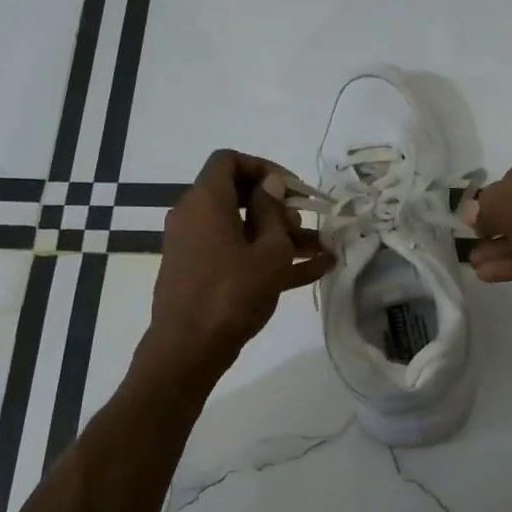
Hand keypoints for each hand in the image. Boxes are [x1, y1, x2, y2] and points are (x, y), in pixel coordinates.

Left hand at [141, 149, 334, 381]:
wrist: (188, 350)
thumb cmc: (232, 293)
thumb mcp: (269, 252)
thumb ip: (273, 212)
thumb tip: (271, 185)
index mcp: (206, 201)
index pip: (228, 161)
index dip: (264, 167)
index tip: (293, 188)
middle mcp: (194, 216)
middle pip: (239, 196)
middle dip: (279, 206)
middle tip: (306, 223)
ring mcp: (195, 247)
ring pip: (242, 229)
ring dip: (281, 236)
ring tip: (322, 249)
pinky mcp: (200, 274)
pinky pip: (236, 254)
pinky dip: (266, 258)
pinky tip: (313, 271)